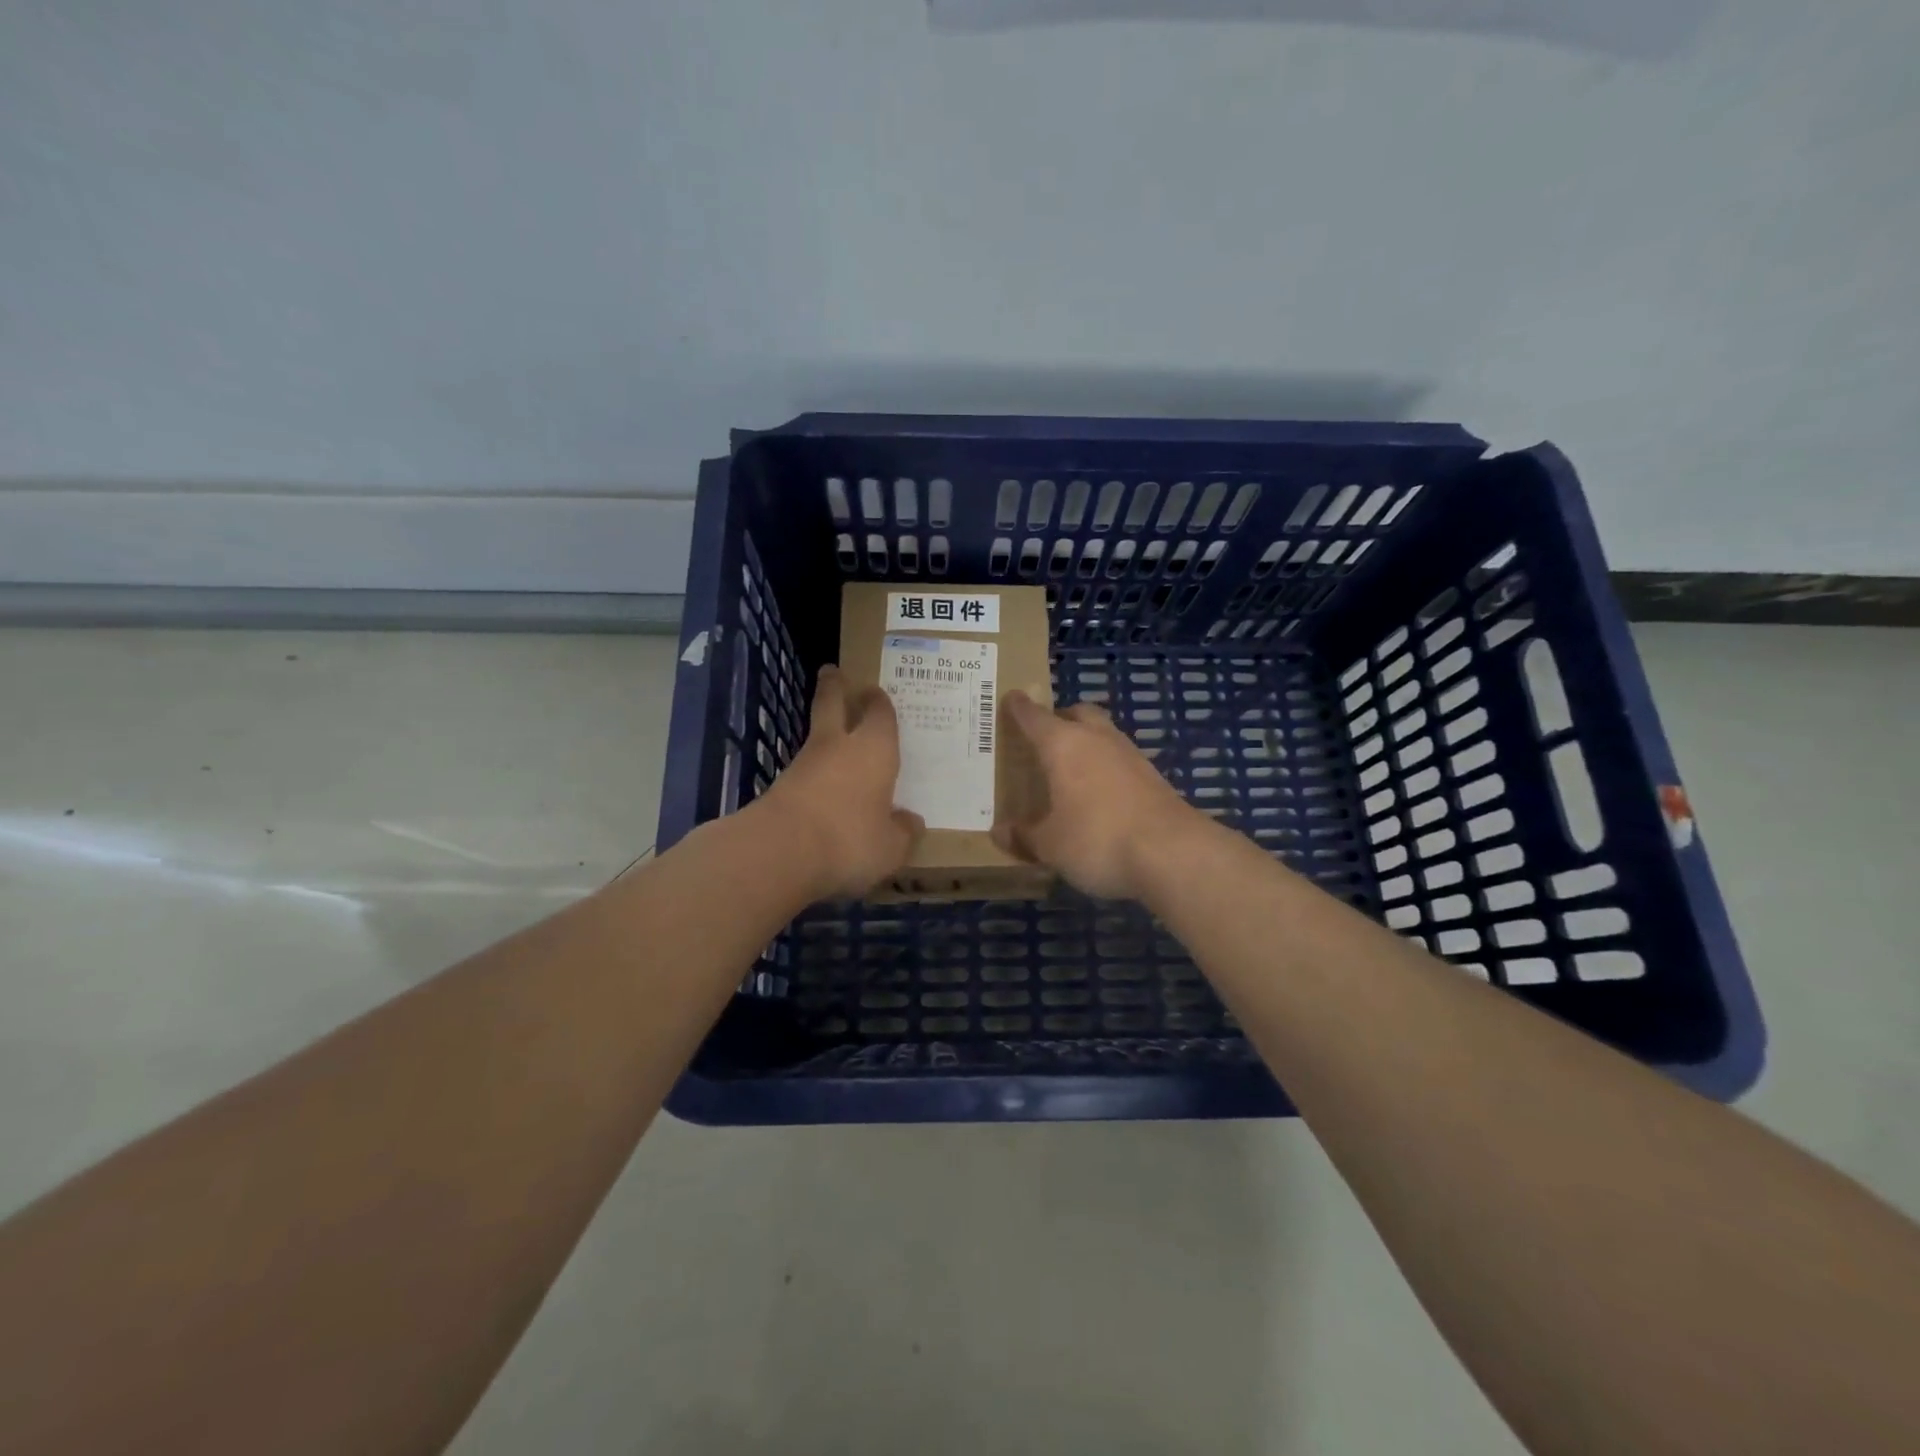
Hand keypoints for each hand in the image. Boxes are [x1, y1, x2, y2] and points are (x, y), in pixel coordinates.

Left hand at [756, 665, 923, 899]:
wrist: (780, 850)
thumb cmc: (849, 838)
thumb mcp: (890, 846)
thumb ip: (903, 832)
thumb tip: (910, 822)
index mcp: (875, 749)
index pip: (880, 714)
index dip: (879, 702)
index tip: (875, 691)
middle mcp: (839, 746)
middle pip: (832, 704)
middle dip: (834, 687)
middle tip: (832, 672)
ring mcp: (804, 764)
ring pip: (816, 737)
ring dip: (823, 732)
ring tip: (833, 737)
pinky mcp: (780, 787)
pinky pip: (804, 771)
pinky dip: (813, 771)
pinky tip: (821, 786)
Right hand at [992, 691, 1207, 899]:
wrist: (1172, 853)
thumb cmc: (1097, 839)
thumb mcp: (1050, 846)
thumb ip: (1024, 835)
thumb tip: (1000, 832)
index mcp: (1063, 745)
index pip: (1034, 717)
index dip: (1019, 708)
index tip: (1010, 698)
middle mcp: (1097, 739)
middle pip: (1078, 713)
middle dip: (1060, 718)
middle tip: (1044, 737)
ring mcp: (1131, 755)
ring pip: (1103, 734)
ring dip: (1087, 742)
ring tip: (1071, 768)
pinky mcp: (1154, 777)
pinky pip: (1121, 760)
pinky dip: (1106, 767)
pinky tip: (1100, 793)